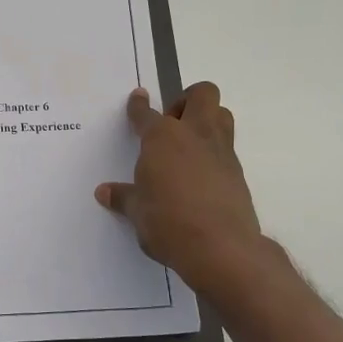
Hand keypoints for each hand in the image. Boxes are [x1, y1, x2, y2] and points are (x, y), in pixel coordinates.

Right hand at [96, 84, 269, 303]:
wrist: (220, 247)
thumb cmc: (168, 223)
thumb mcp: (137, 212)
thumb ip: (123, 197)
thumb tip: (105, 192)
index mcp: (162, 138)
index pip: (146, 114)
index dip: (139, 105)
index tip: (138, 97)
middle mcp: (194, 135)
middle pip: (201, 94)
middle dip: (186, 100)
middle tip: (171, 123)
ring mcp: (221, 151)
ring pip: (222, 114)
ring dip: (207, 119)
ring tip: (188, 144)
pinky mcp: (237, 172)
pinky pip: (227, 147)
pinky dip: (213, 151)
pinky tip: (199, 175)